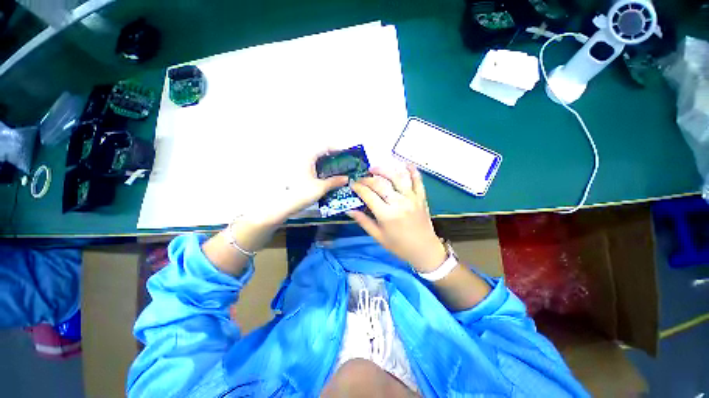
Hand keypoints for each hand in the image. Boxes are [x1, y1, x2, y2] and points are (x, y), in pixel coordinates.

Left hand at [245, 149, 348, 228]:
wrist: (284, 205)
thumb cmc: (302, 193)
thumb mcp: (321, 187)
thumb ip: (335, 181)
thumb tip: (346, 178)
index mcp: (308, 157)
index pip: (325, 146)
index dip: (337, 148)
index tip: (346, 154)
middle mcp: (303, 158)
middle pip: (320, 152)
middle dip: (333, 156)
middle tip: (343, 163)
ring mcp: (299, 165)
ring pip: (316, 160)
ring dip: (327, 163)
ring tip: (337, 170)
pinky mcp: (298, 173)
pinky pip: (312, 166)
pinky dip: (321, 169)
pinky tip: (326, 177)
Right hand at [348, 164, 446, 272]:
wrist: (424, 250)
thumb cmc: (399, 246)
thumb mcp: (378, 236)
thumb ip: (363, 221)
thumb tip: (349, 210)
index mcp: (387, 215)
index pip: (369, 195)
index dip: (358, 187)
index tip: (352, 184)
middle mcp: (399, 202)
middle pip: (380, 184)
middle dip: (367, 179)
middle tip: (360, 178)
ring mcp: (412, 198)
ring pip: (397, 177)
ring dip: (385, 169)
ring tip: (374, 168)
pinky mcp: (421, 197)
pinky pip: (417, 180)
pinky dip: (412, 170)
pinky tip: (405, 164)